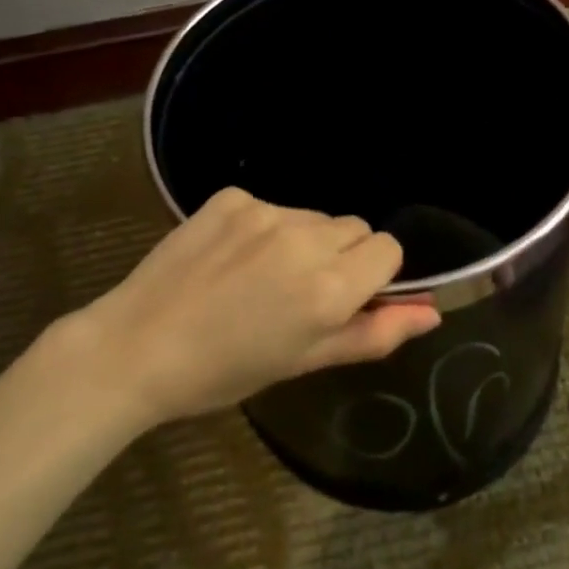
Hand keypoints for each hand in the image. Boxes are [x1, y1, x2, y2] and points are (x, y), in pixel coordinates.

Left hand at [67, 187, 440, 426]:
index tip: (344, 299)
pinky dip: (264, 228)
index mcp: (329, 288)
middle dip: (342, 256)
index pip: (388, 249)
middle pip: (354, 227)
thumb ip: (375, 334)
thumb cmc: (224, 371)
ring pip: (314, 216)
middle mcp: (305, 239)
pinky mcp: (232, 196)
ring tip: (259, 278)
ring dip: (304, 241)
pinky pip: (271, 206)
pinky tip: (230, 258)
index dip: (373, 276)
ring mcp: (265, 211)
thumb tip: (432, 311)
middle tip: (299, 293)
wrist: (137, 346)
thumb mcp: (305, 362)